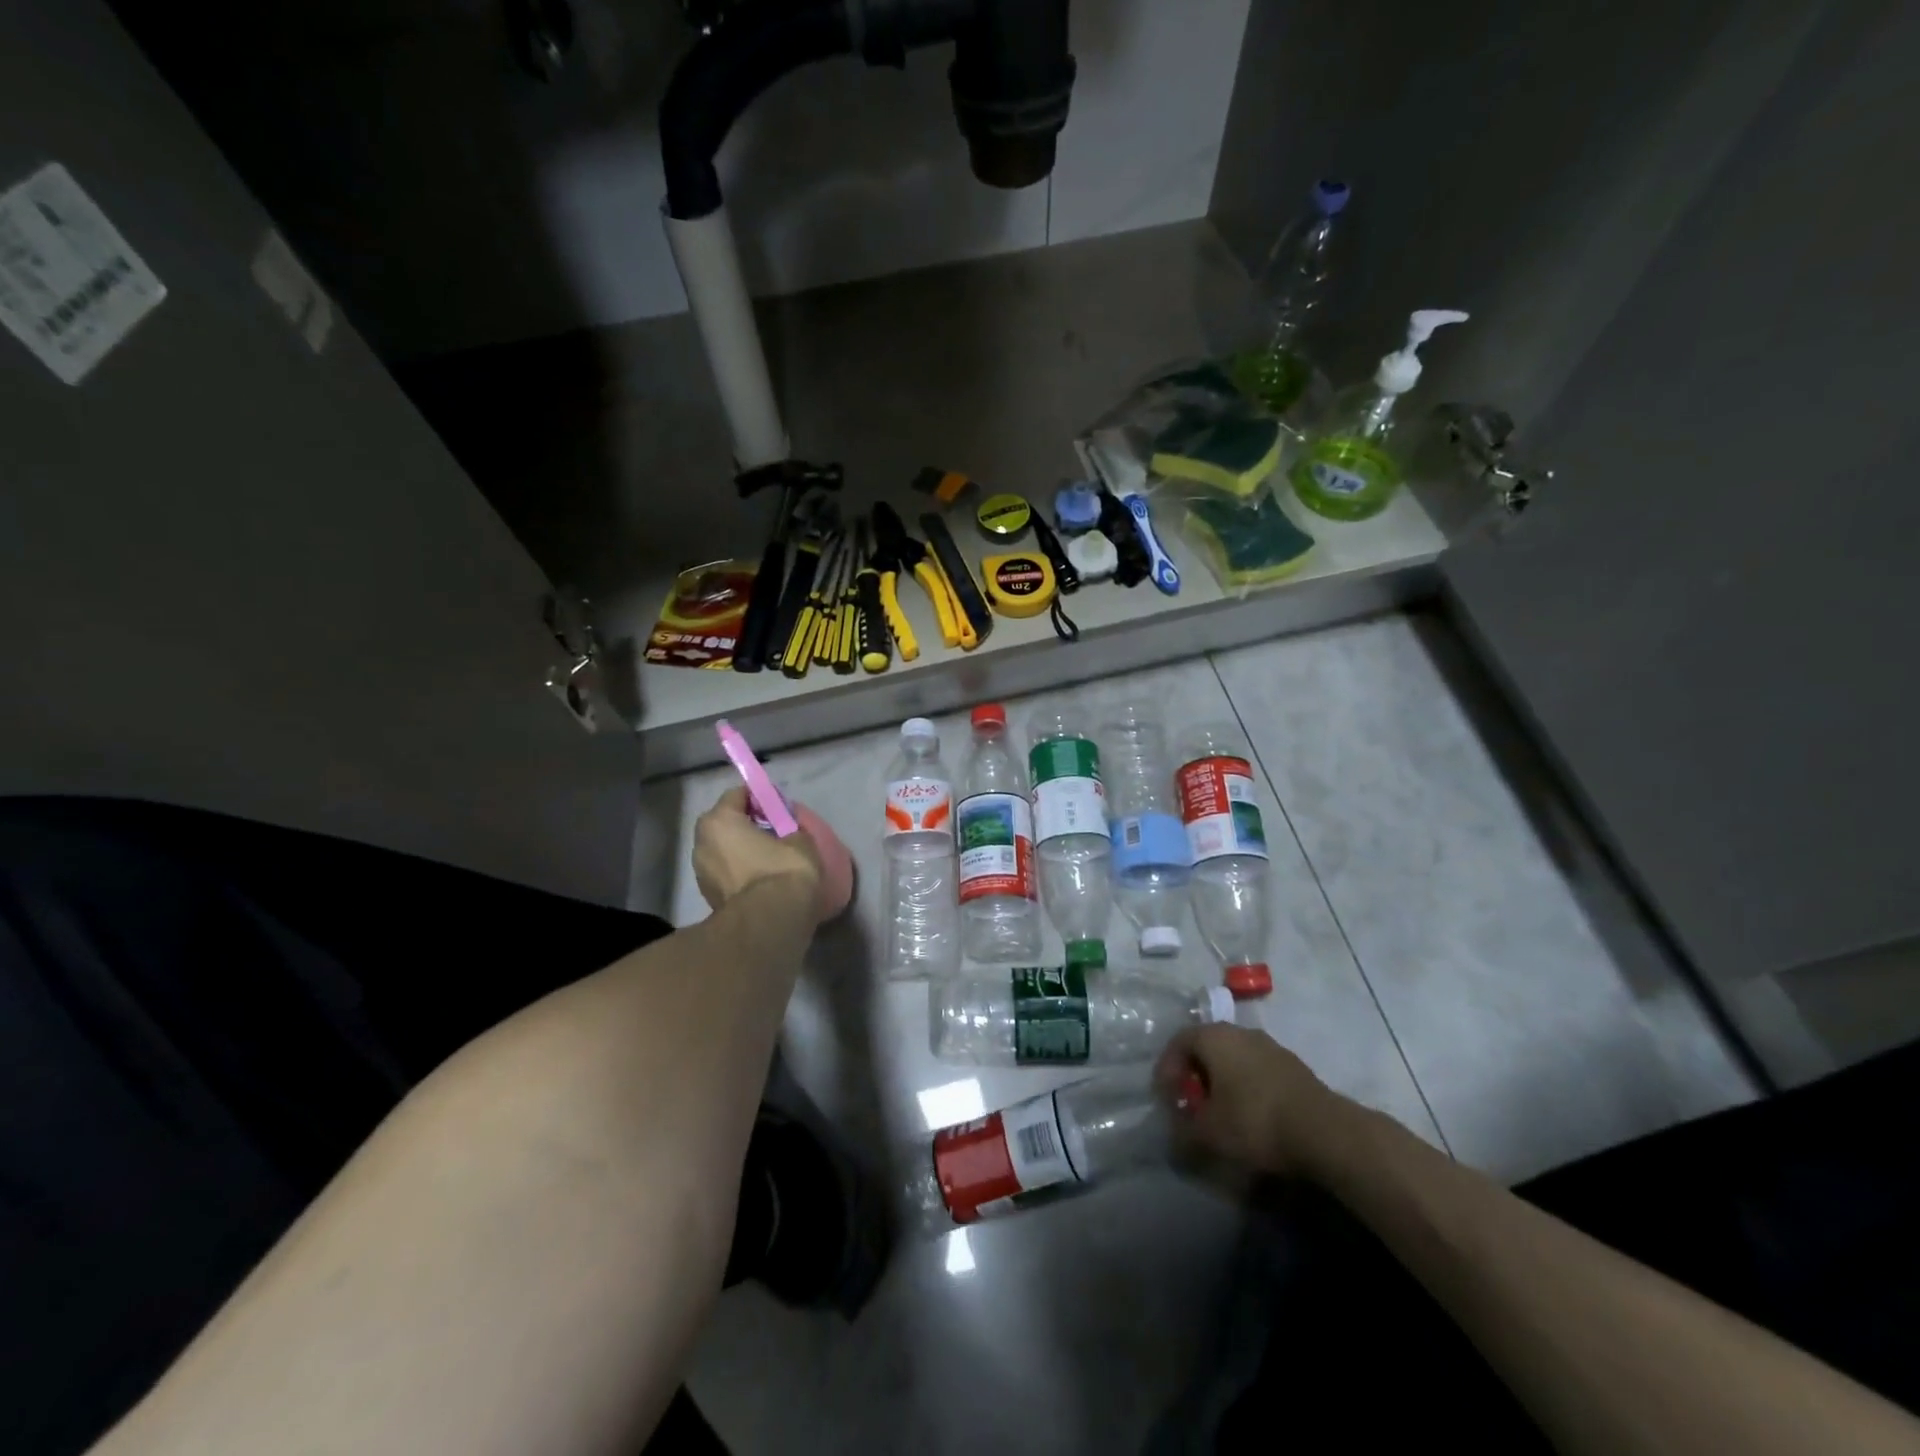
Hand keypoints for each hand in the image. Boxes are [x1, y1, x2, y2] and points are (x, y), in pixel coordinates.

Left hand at [692, 788, 823, 920]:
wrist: (770, 923)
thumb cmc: (783, 870)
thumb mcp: (799, 838)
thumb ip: (789, 825)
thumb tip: (787, 826)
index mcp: (718, 821)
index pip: (738, 794)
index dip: (760, 797)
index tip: (779, 807)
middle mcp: (701, 842)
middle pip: (726, 823)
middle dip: (746, 824)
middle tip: (774, 832)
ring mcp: (701, 872)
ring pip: (724, 850)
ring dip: (742, 850)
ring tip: (769, 858)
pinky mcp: (708, 897)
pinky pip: (727, 872)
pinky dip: (740, 871)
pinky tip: (762, 878)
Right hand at [1154, 1024, 1348, 1178]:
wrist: (1323, 1131)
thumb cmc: (1254, 1121)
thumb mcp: (1208, 1133)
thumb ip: (1183, 1131)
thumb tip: (1174, 1135)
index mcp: (1214, 1037)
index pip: (1179, 1041)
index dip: (1167, 1068)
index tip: (1167, 1097)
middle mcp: (1241, 1032)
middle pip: (1207, 1047)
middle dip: (1195, 1075)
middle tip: (1192, 1104)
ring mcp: (1271, 1047)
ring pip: (1235, 1058)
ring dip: (1223, 1081)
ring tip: (1222, 1113)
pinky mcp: (1294, 1066)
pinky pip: (1258, 1070)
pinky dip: (1247, 1087)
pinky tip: (1252, 1116)